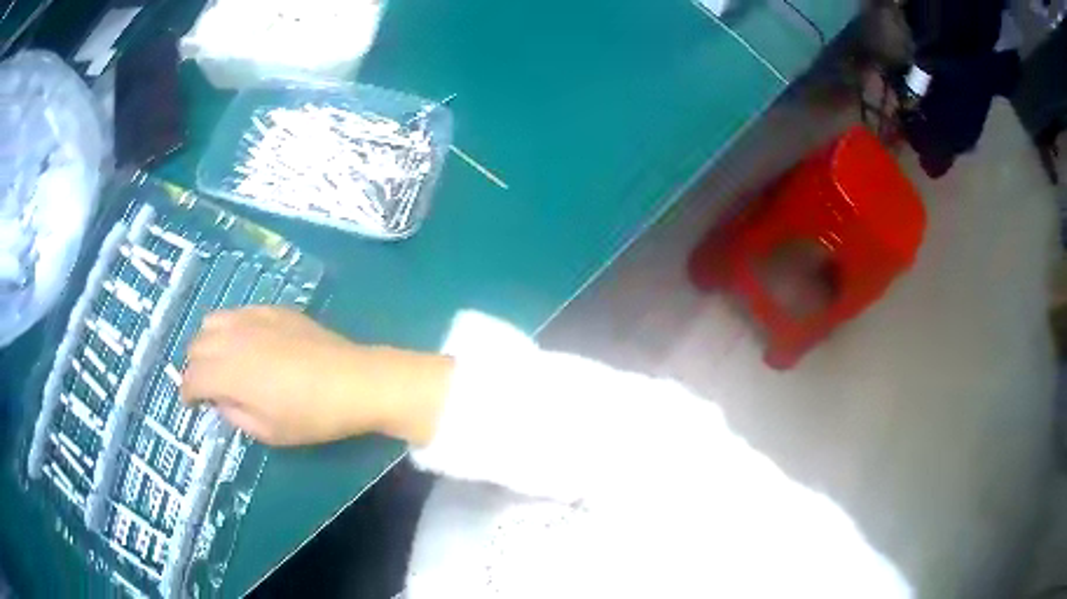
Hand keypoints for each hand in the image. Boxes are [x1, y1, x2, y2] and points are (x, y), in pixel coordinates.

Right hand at [180, 307, 451, 446]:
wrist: (353, 381)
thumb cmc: (311, 416)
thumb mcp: (268, 431)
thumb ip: (235, 415)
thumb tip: (220, 400)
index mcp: (228, 372)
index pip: (192, 377)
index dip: (187, 393)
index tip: (190, 403)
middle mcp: (233, 339)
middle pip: (196, 345)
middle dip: (194, 367)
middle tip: (206, 386)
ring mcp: (252, 318)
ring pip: (212, 321)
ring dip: (207, 342)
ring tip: (220, 361)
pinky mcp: (272, 309)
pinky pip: (237, 312)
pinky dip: (229, 327)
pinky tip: (244, 342)